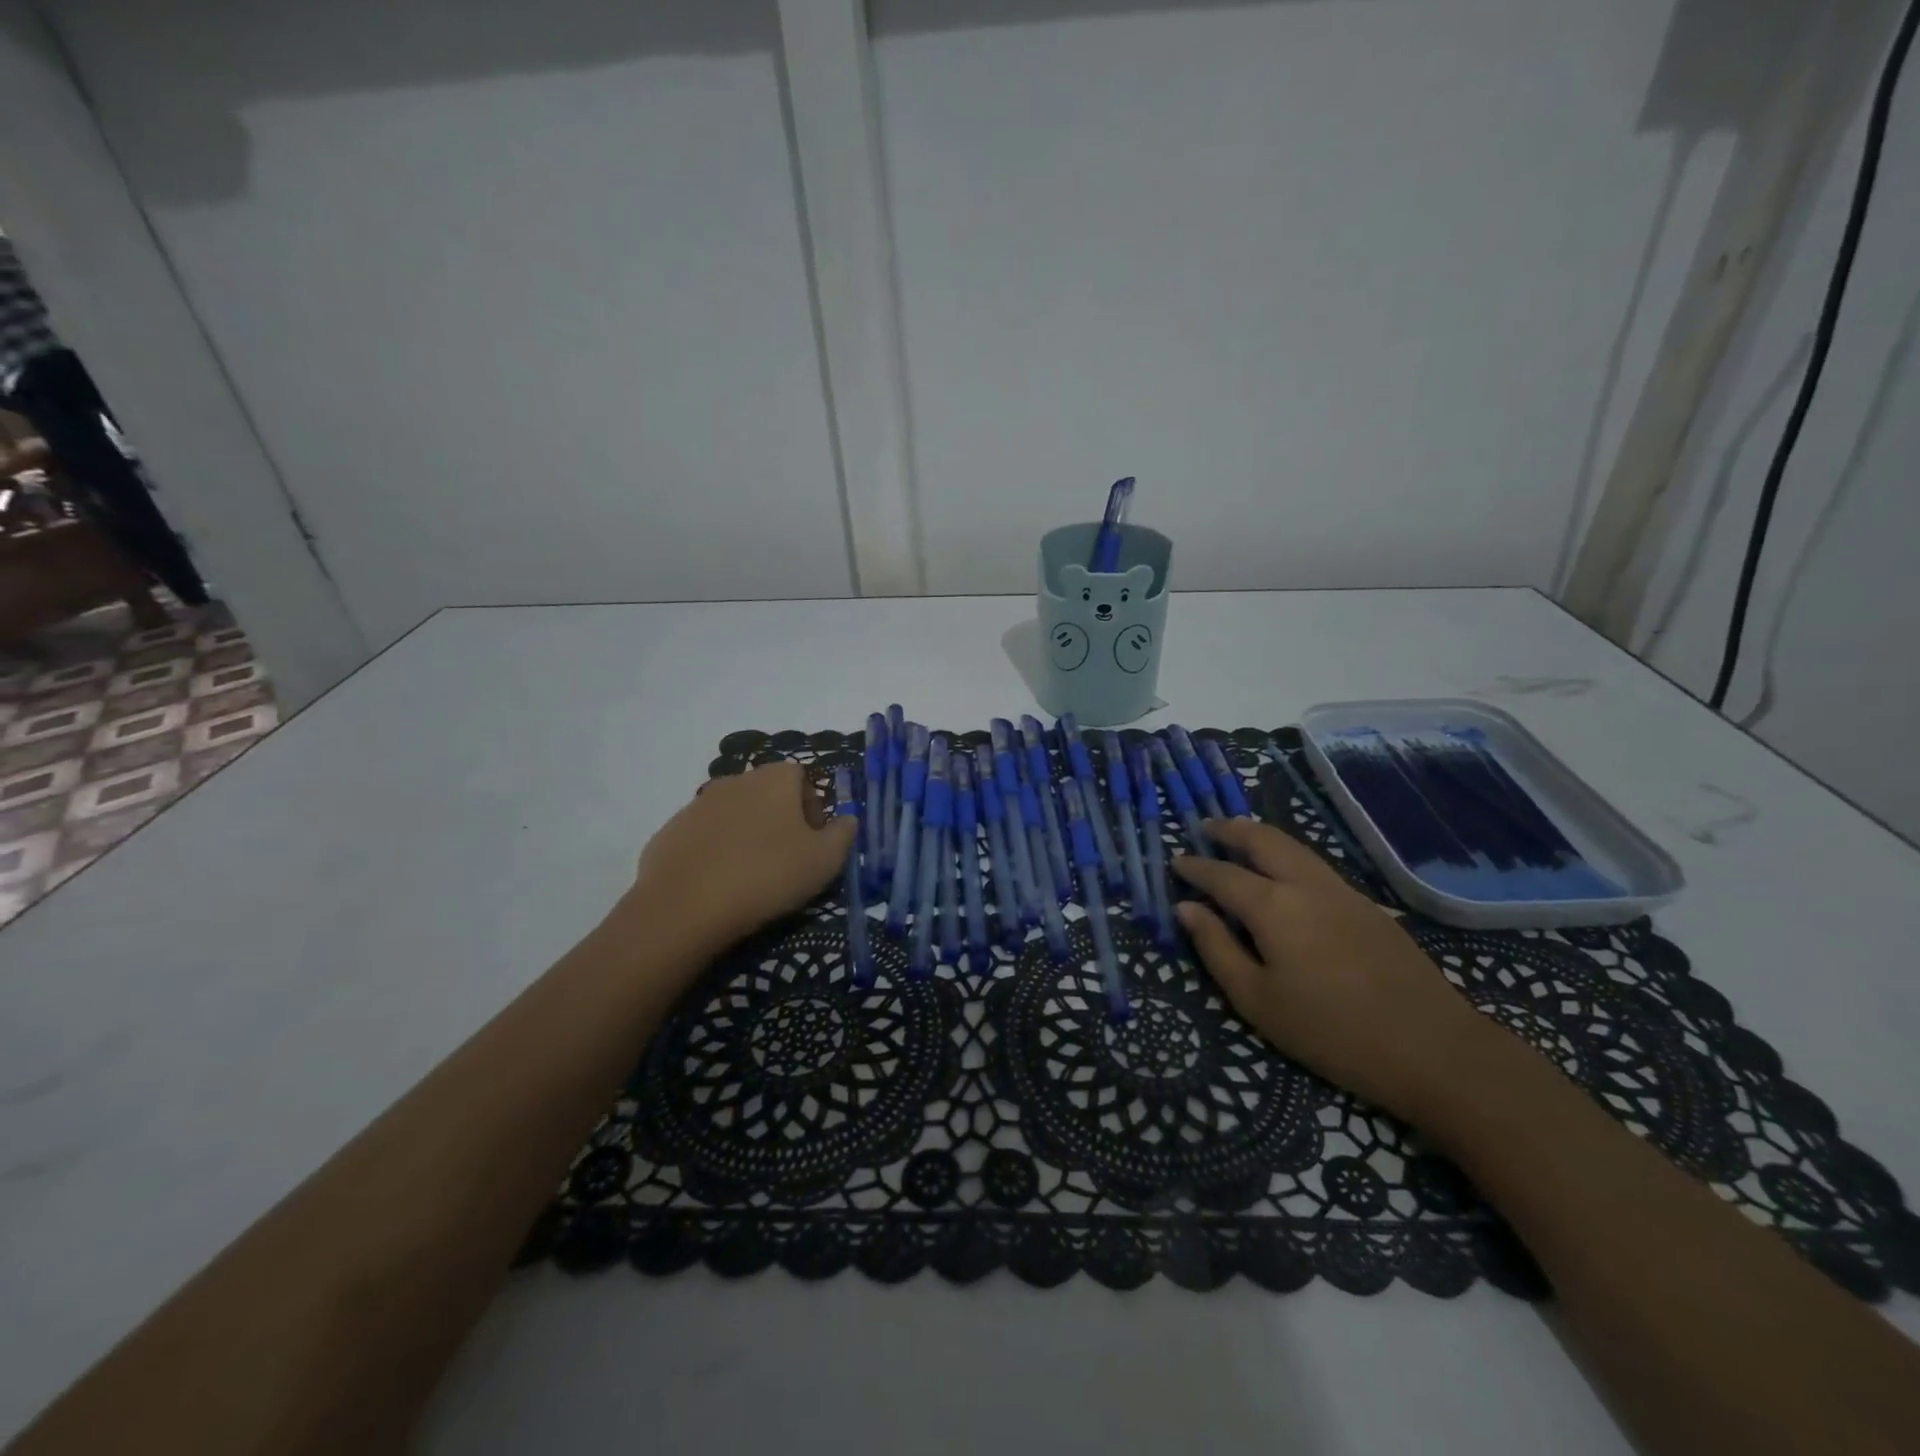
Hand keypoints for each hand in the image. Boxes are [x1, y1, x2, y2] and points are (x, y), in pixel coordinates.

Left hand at [622, 761, 854, 960]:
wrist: (685, 906)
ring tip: (750, 876)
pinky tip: (718, 885)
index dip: (811, 809)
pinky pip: (704, 836)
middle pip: (767, 794)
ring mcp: (698, 804)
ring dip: (746, 836)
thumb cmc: (767, 875)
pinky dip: (715, 852)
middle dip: (779, 821)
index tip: (812, 843)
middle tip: (785, 861)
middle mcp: (736, 780)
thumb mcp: (824, 861)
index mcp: (774, 779)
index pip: (801, 778)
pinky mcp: (670, 831)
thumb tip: (846, 820)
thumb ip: (843, 834)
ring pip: (734, 814)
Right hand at [1172, 819, 1494, 1122]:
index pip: (1222, 874)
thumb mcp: (1257, 1001)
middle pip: (1263, 839)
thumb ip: (1216, 948)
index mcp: (1273, 906)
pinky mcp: (1368, 906)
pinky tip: (1284, 874)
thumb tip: (1187, 909)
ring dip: (1261, 837)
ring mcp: (1342, 891)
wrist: (1433, 1048)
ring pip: (1294, 847)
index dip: (1195, 867)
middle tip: (1206, 828)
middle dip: (1230, 829)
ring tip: (1239, 840)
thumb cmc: (1331, 1031)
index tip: (1175, 861)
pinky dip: (1288, 855)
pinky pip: (1315, 864)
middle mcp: (1306, 885)